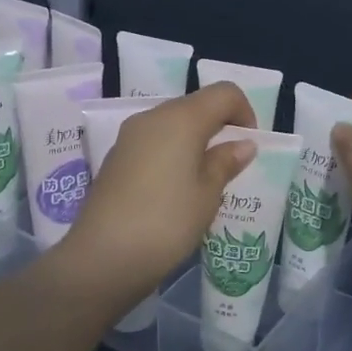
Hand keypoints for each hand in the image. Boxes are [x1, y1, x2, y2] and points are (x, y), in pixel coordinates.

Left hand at [57, 82, 257, 307]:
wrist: (102, 258)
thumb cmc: (167, 222)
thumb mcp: (207, 195)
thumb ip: (225, 162)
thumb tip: (243, 144)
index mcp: (181, 118)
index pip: (223, 92)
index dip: (244, 111)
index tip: (249, 145)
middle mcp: (153, 117)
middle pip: (196, 105)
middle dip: (219, 125)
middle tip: (231, 164)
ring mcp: (129, 136)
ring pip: (172, 123)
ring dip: (195, 140)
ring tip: (204, 179)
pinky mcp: (115, 157)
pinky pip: (153, 142)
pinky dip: (172, 153)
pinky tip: (175, 189)